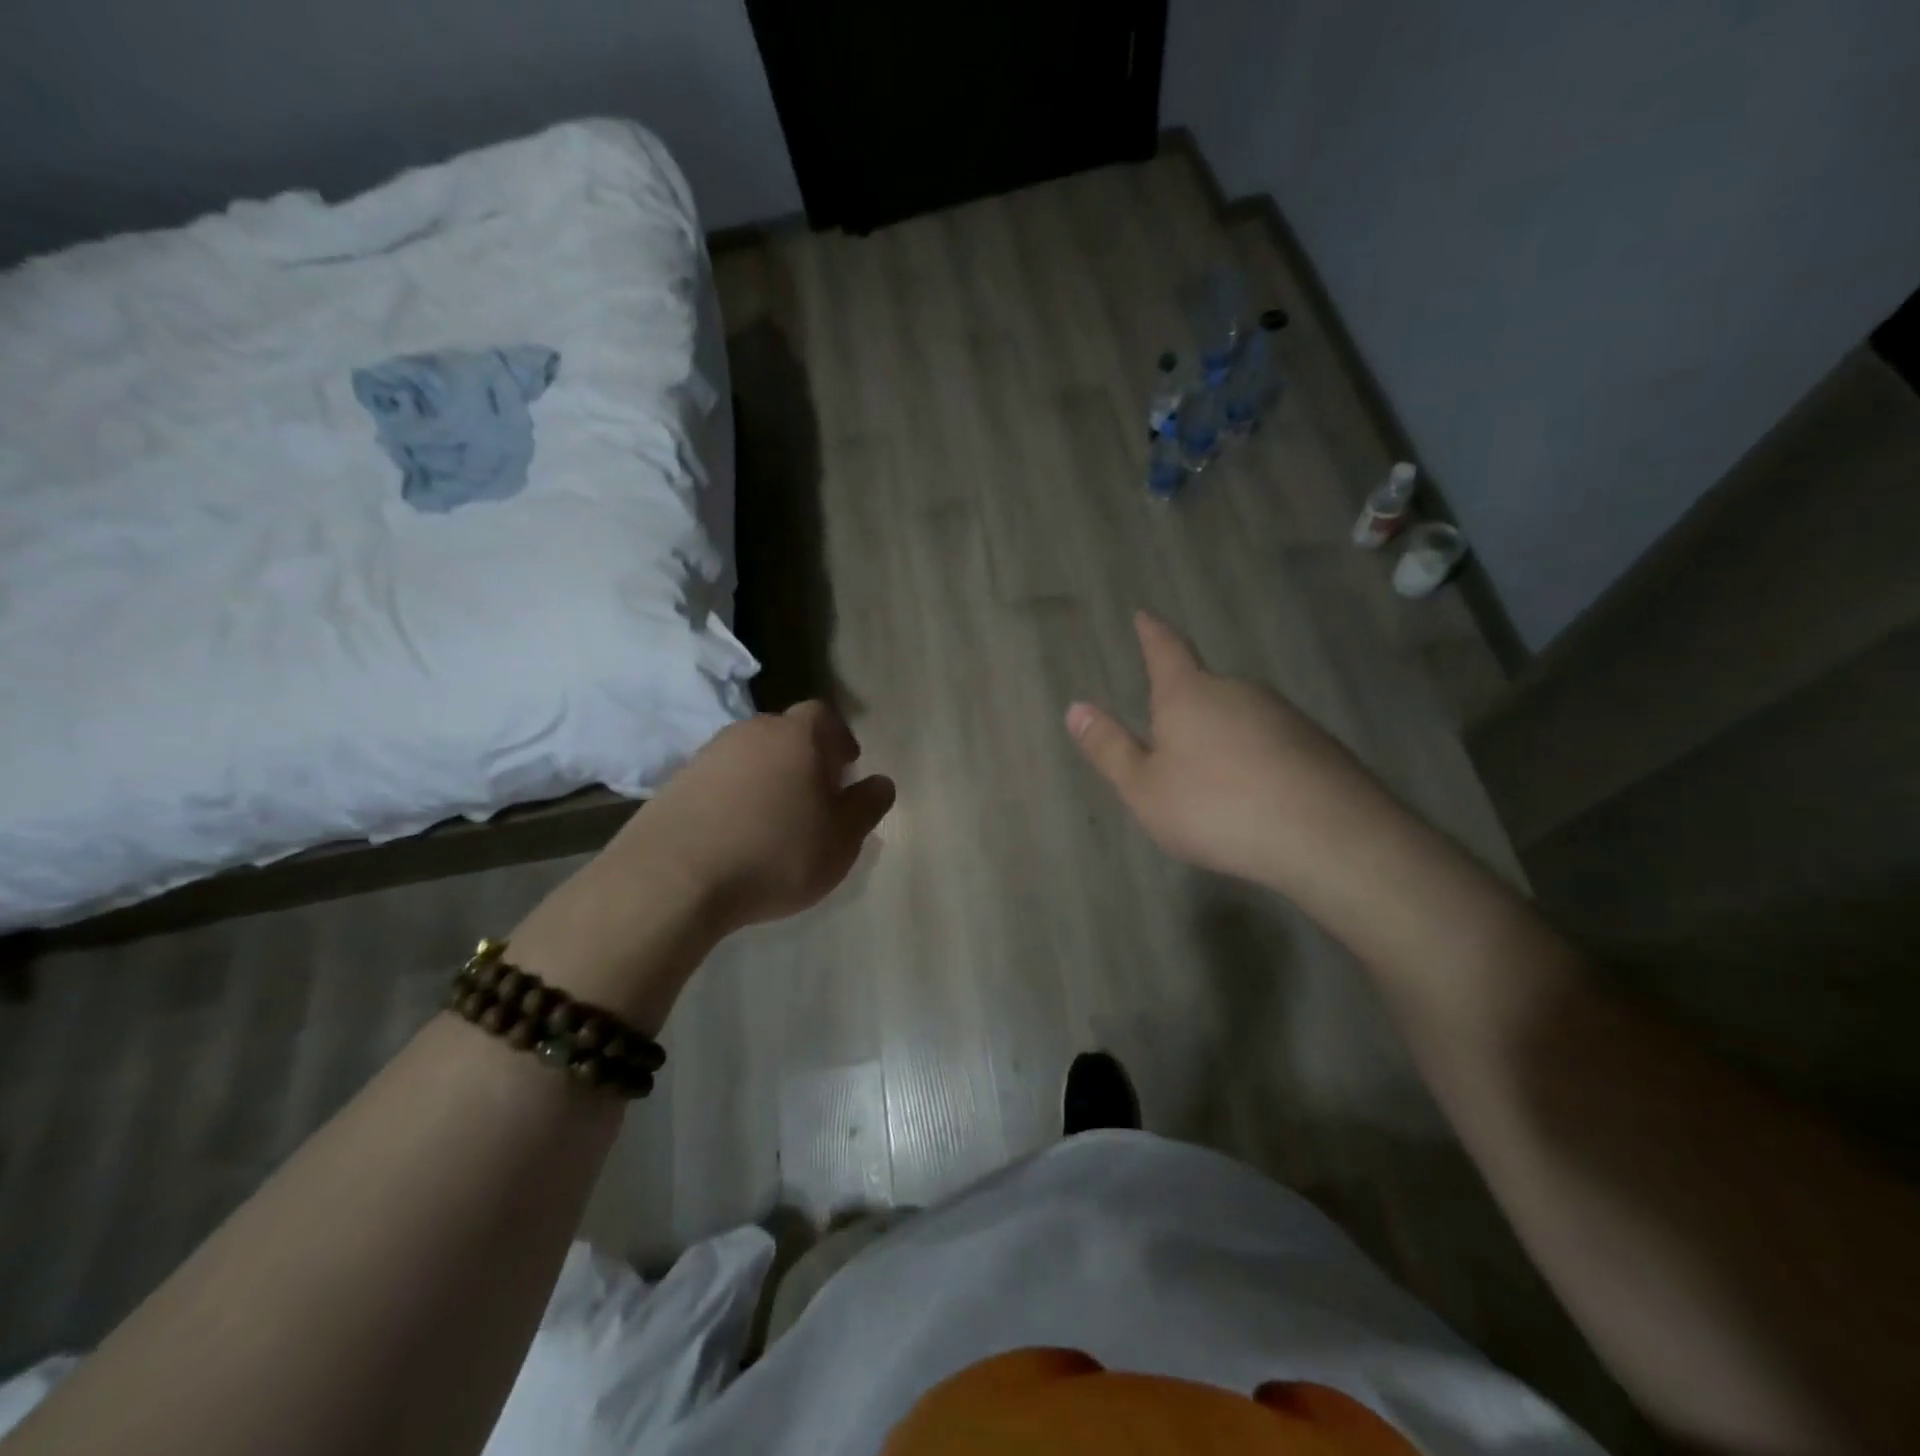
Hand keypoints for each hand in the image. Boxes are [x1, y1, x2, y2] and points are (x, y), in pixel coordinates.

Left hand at [631, 700, 896, 929]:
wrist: (674, 879)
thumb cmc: (776, 853)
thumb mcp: (841, 839)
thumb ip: (867, 806)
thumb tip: (881, 782)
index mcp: (796, 736)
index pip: (823, 716)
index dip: (838, 738)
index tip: (846, 767)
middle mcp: (750, 732)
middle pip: (785, 733)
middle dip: (803, 758)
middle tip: (814, 796)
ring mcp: (707, 755)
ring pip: (749, 756)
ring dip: (766, 778)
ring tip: (773, 820)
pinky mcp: (674, 784)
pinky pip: (718, 781)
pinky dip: (733, 798)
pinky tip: (735, 833)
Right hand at [1066, 612, 1388, 890]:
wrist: (1327, 835)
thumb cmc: (1216, 807)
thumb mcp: (1144, 788)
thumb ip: (1110, 748)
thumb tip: (1075, 708)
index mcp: (1189, 694)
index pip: (1166, 650)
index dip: (1152, 633)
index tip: (1144, 614)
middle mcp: (1237, 691)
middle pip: (1203, 688)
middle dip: (1185, 705)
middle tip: (1171, 739)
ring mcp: (1282, 714)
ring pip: (1239, 716)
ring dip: (1221, 736)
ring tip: (1213, 780)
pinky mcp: (1316, 744)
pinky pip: (1269, 742)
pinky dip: (1254, 758)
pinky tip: (1255, 794)